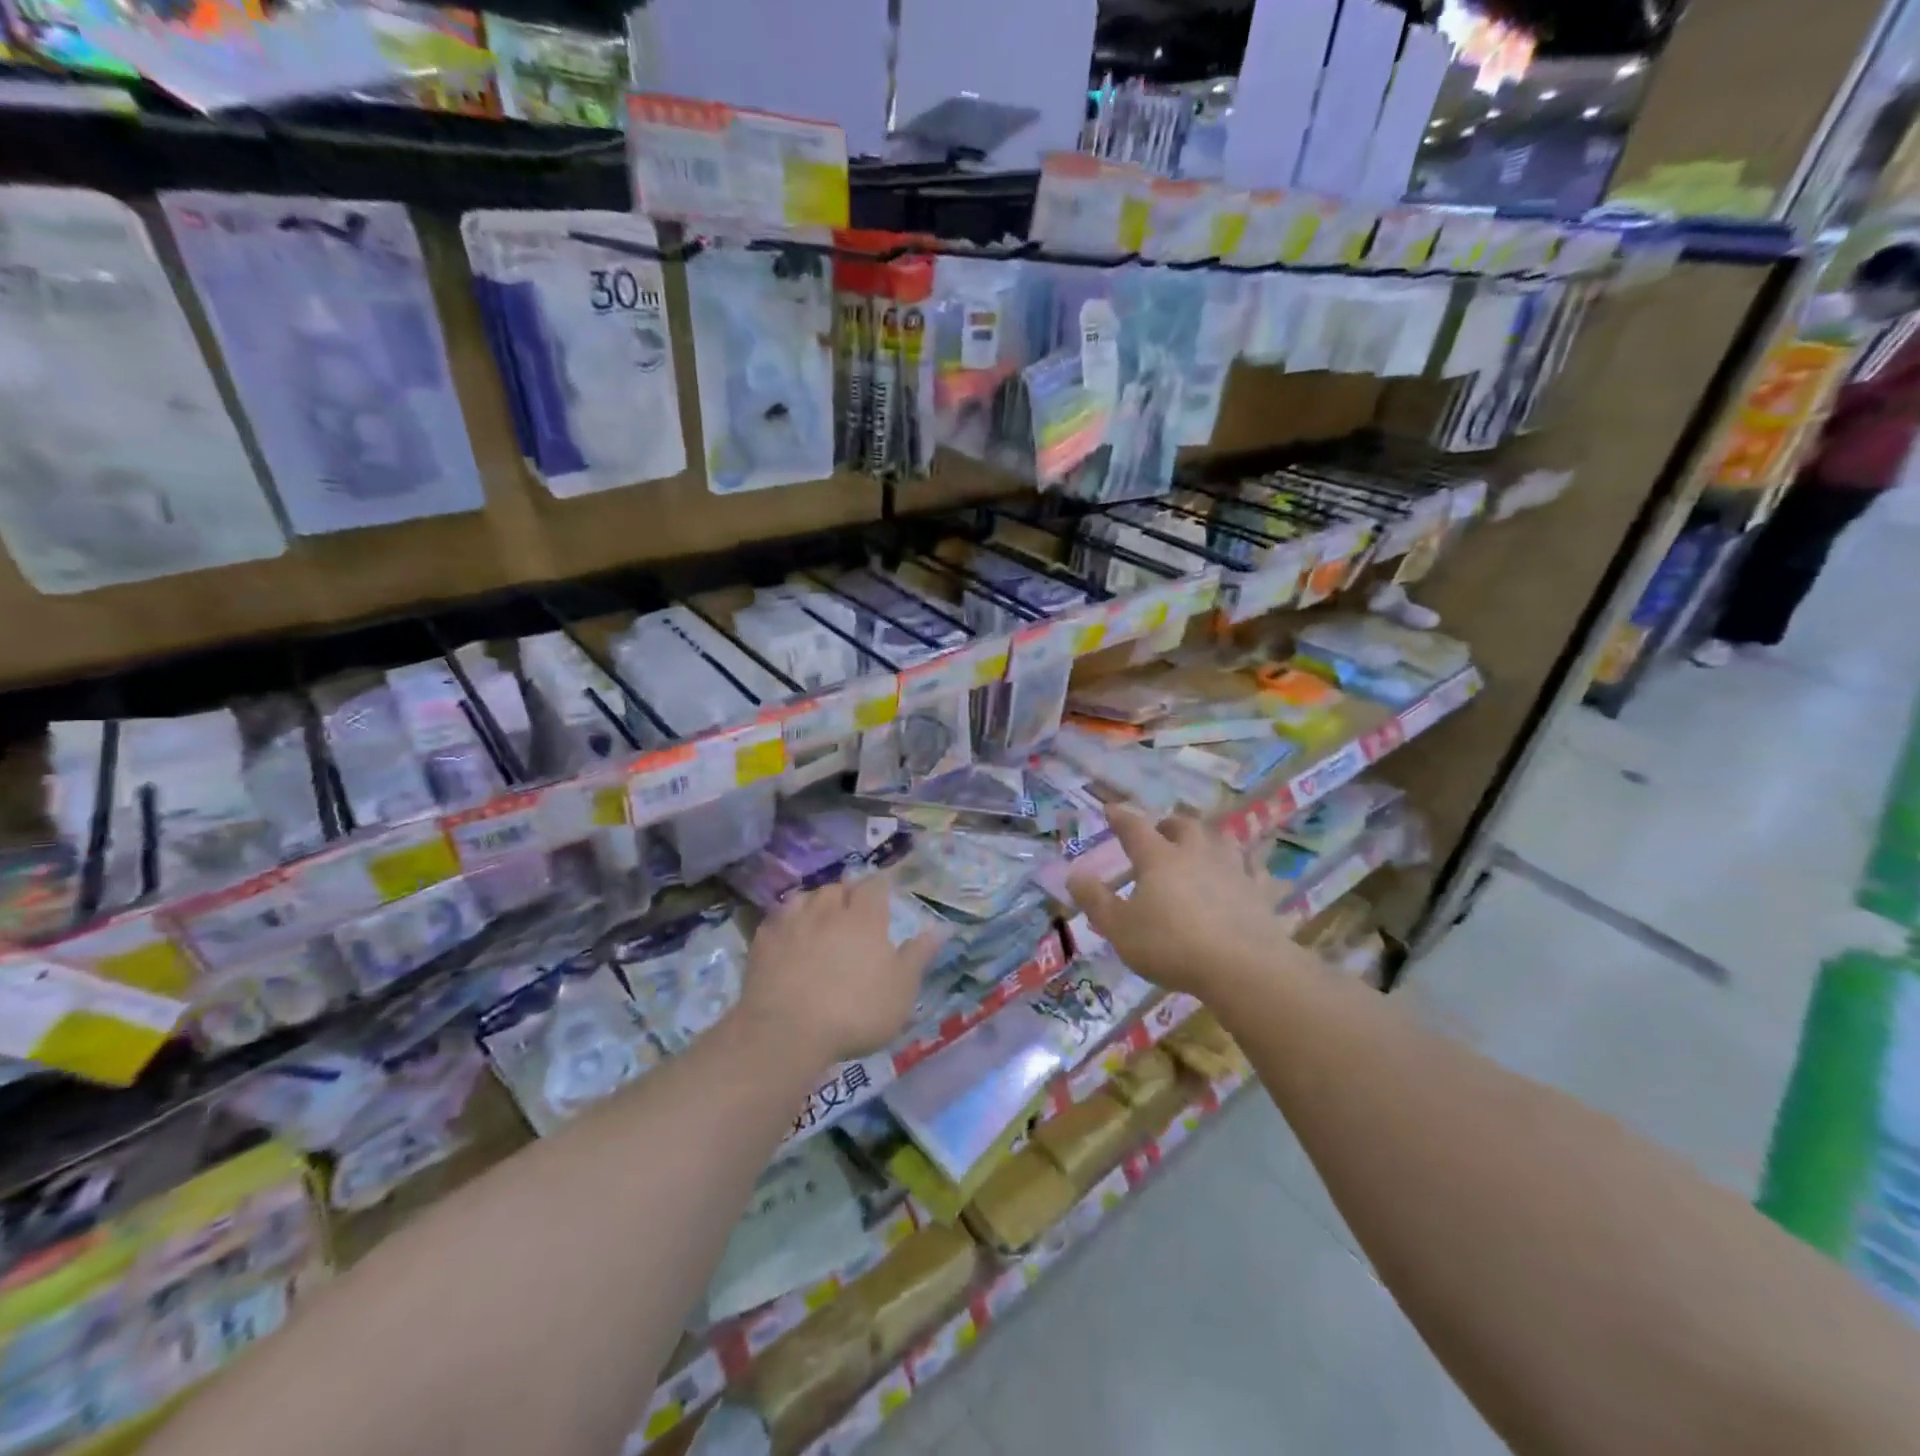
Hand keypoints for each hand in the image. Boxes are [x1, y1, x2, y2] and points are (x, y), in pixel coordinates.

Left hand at [738, 874, 942, 1066]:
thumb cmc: (855, 1011)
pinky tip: (790, 935)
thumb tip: (941, 927)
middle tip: (853, 910)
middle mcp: (828, 910)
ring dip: (816, 902)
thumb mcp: (901, 990)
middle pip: (838, 887)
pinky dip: (788, 921)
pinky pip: (778, 918)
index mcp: (864, 918)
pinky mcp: (763, 940)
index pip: (874, 886)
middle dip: (847, 894)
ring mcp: (792, 922)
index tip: (883, 894)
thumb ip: (919, 955)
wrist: (786, 1032)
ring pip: (806, 897)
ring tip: (821, 918)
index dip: (879, 887)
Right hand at [1068, 806, 1312, 998]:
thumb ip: (1095, 900)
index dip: (1121, 817)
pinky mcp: (1262, 893)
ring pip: (1224, 841)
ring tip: (1204, 845)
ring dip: (1210, 838)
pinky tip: (1252, 875)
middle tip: (1161, 831)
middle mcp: (1197, 854)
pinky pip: (1258, 872)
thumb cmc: (1171, 946)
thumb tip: (1074, 874)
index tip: (1111, 809)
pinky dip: (1251, 869)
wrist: (1243, 967)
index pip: (1135, 828)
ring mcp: (1234, 870)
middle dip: (1169, 824)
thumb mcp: (1119, 929)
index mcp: (1159, 858)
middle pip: (1184, 826)